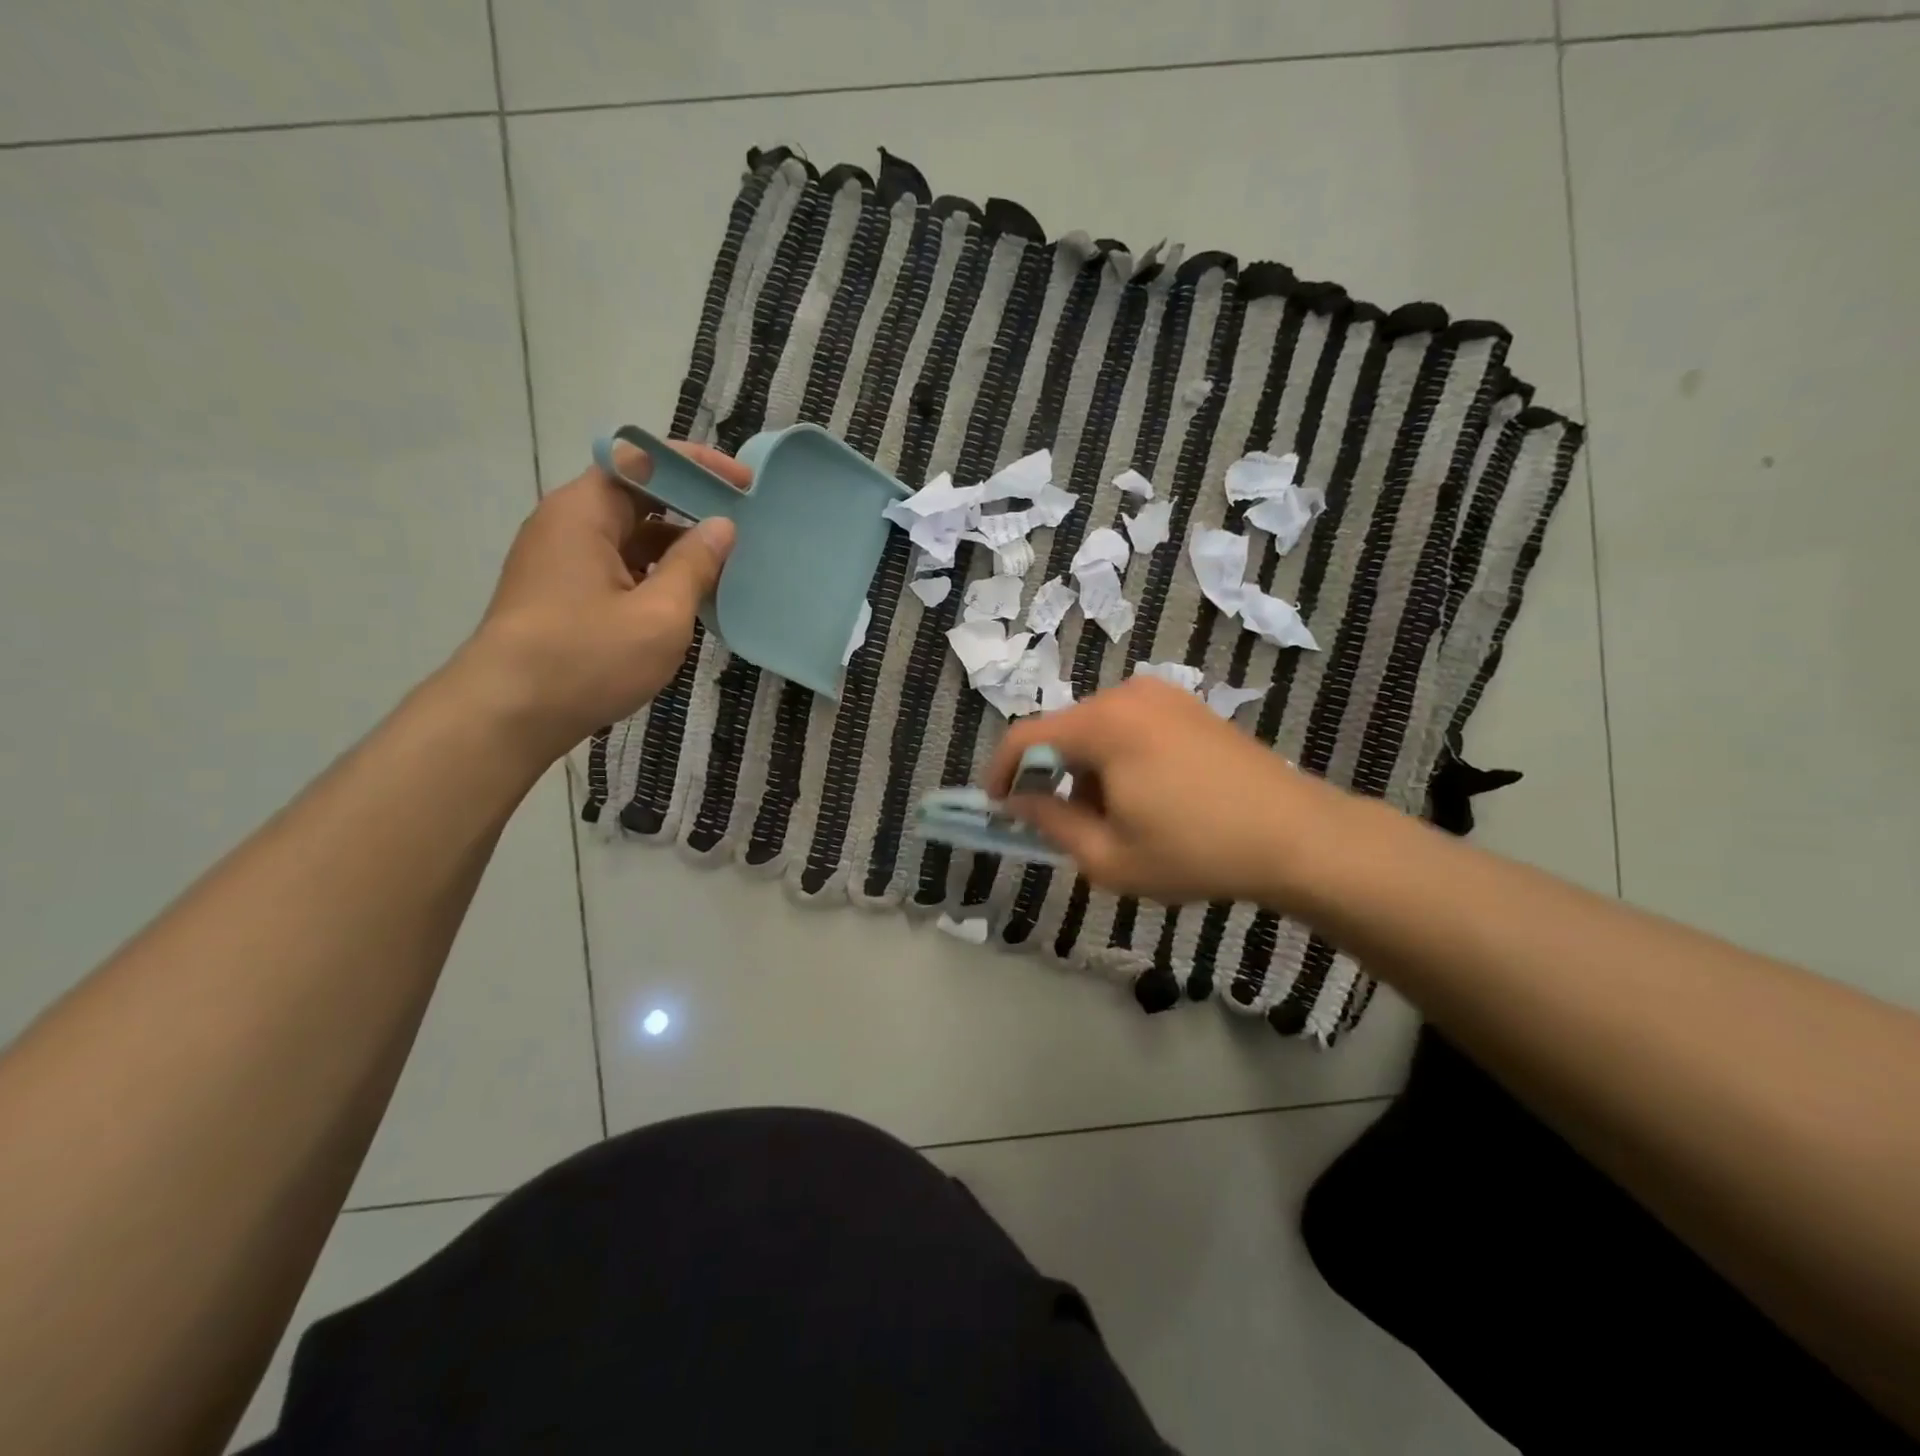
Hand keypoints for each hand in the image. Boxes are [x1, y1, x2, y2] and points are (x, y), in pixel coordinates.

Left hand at [457, 442, 747, 763]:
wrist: (507, 716)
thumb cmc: (586, 659)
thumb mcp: (659, 614)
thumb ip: (695, 565)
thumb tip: (722, 526)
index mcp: (585, 512)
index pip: (644, 459)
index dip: (698, 465)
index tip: (744, 484)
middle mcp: (567, 524)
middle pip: (637, 494)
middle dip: (692, 506)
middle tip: (744, 525)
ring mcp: (561, 560)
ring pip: (629, 535)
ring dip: (676, 545)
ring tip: (726, 564)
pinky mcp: (562, 593)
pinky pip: (617, 566)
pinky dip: (655, 572)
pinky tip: (687, 598)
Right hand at [987, 676, 1350, 906]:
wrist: (1298, 837)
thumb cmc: (1196, 851)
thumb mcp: (1109, 857)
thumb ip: (1051, 824)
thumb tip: (1018, 802)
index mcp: (1103, 724)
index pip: (1025, 738)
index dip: (1001, 773)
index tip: (999, 808)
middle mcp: (1128, 695)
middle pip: (1064, 732)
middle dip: (1053, 778)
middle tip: (1067, 827)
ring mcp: (1164, 696)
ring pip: (1098, 731)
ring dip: (1088, 771)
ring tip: (1117, 821)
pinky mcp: (1190, 707)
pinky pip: (1131, 726)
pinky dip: (1119, 759)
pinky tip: (1149, 799)